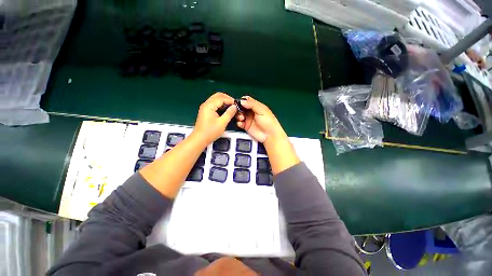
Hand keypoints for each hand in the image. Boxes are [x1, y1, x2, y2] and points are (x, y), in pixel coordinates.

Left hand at [193, 92, 236, 144]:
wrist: (200, 139)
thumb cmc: (210, 132)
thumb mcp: (222, 123)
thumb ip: (229, 113)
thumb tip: (234, 107)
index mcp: (209, 105)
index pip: (221, 98)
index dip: (230, 100)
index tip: (237, 105)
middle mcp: (206, 104)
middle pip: (218, 96)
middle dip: (227, 99)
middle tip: (234, 105)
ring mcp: (205, 107)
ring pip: (216, 99)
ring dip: (224, 102)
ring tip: (231, 108)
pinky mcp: (206, 111)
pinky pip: (215, 104)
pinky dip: (221, 105)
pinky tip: (226, 110)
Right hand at [235, 96, 284, 142]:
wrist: (269, 135)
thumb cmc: (268, 121)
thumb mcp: (262, 110)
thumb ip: (252, 104)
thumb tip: (242, 101)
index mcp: (256, 106)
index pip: (247, 101)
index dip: (242, 101)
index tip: (238, 103)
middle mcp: (251, 112)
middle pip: (241, 108)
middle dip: (238, 109)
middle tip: (240, 112)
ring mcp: (248, 119)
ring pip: (239, 115)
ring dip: (238, 116)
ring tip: (242, 118)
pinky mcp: (246, 126)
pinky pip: (239, 123)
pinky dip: (239, 123)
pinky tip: (241, 124)